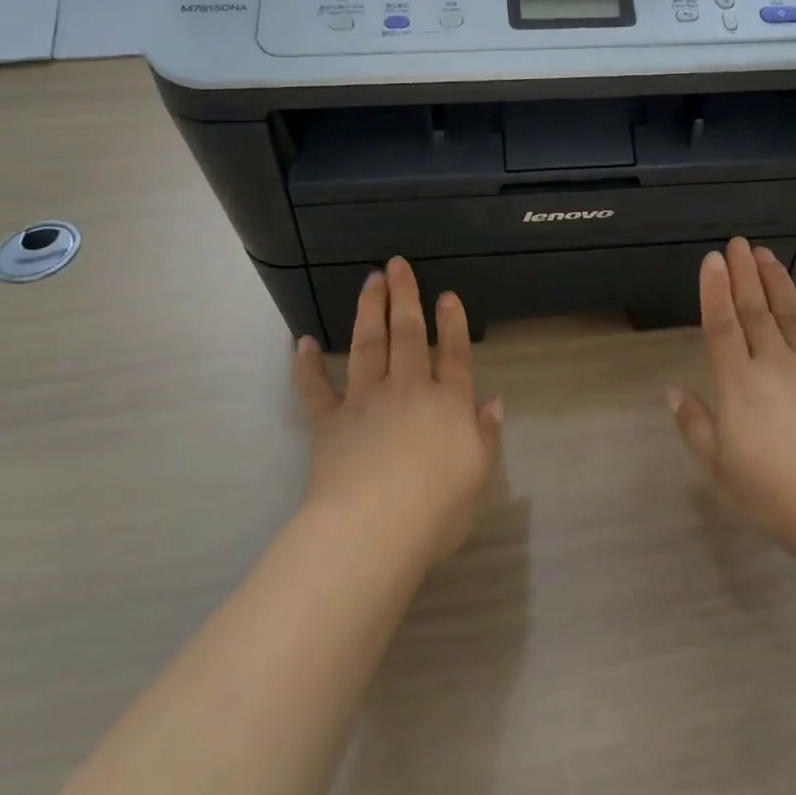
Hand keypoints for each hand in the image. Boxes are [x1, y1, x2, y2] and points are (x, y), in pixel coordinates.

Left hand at [291, 258, 502, 566]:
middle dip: (405, 297)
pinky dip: (307, 365)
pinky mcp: (329, 422)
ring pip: (368, 345)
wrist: (371, 530)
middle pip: (408, 335)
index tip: (447, 294)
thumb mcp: (478, 475)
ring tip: (370, 280)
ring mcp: (366, 401)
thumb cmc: (435, 510)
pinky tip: (302, 341)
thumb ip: (486, 434)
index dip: (453, 323)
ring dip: (370, 310)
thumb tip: (493, 401)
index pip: (454, 354)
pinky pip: (316, 388)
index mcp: (447, 402)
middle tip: (397, 264)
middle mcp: (408, 389)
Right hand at [669, 238, 795, 557]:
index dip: (715, 290)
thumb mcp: (719, 467)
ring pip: (793, 316)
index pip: (722, 325)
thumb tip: (672, 390)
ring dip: (779, 284)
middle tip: (739, 242)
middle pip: (756, 311)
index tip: (713, 258)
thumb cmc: (774, 494)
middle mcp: (774, 364)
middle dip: (745, 274)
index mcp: (739, 383)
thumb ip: (695, 425)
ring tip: (768, 256)